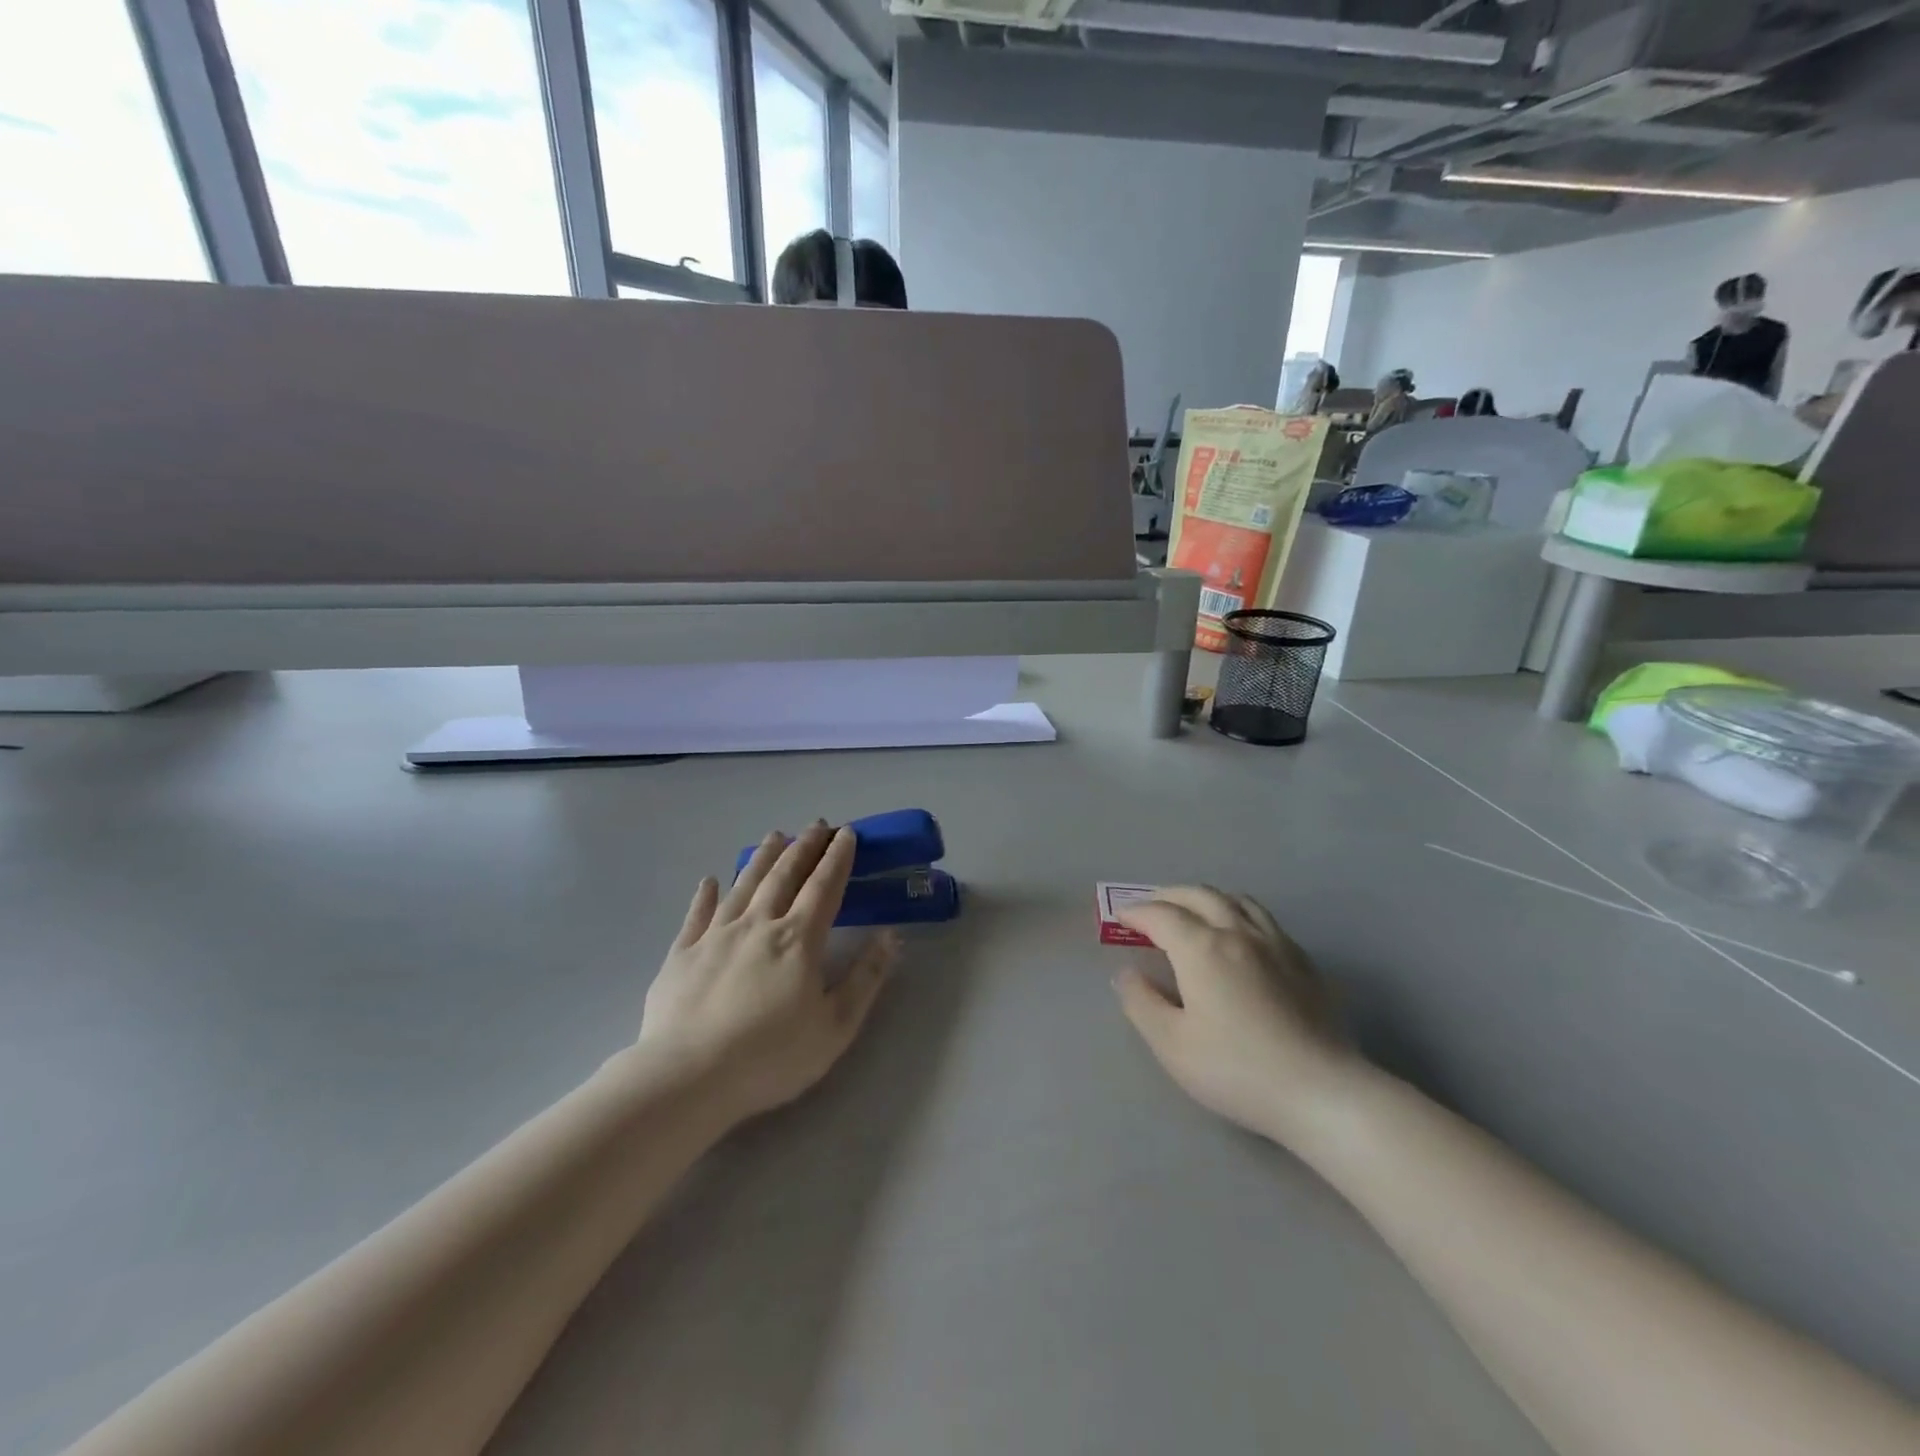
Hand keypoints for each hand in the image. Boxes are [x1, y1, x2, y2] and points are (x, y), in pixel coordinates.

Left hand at [636, 822, 898, 1124]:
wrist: (687, 1077)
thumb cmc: (770, 1056)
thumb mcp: (835, 1026)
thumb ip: (865, 978)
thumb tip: (891, 937)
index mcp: (798, 940)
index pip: (824, 886)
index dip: (837, 858)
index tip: (846, 833)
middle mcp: (758, 924)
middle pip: (785, 875)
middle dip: (804, 847)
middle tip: (816, 824)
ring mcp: (716, 935)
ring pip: (744, 884)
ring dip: (762, 857)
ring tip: (776, 835)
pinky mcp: (681, 954)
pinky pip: (697, 914)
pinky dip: (705, 894)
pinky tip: (709, 880)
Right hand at [1113, 887, 1356, 1144]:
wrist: (1321, 1092)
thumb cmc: (1237, 1069)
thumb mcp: (1172, 1044)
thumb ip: (1142, 1003)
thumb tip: (1127, 974)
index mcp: (1202, 948)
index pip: (1161, 915)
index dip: (1136, 912)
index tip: (1120, 917)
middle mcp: (1238, 932)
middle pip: (1199, 895)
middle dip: (1168, 896)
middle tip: (1150, 908)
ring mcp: (1276, 944)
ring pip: (1236, 900)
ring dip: (1206, 897)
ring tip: (1193, 911)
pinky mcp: (1303, 962)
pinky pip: (1264, 919)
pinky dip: (1238, 913)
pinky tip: (1240, 936)